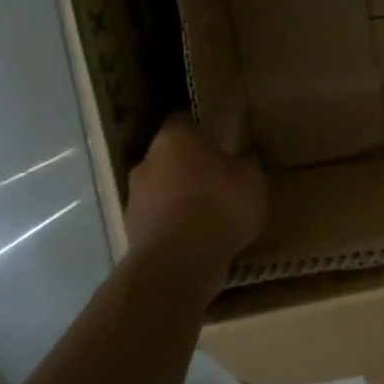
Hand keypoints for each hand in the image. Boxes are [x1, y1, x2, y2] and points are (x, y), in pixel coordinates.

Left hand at [124, 114, 267, 264]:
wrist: (178, 261)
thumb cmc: (219, 205)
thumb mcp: (251, 179)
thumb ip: (241, 165)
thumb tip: (235, 162)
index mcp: (174, 139)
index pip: (183, 122)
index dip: (201, 131)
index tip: (219, 142)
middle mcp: (146, 162)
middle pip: (168, 158)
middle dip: (189, 167)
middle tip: (217, 181)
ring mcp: (134, 199)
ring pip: (160, 190)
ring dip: (179, 199)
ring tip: (208, 216)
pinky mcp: (131, 232)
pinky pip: (158, 221)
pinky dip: (174, 226)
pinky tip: (196, 240)